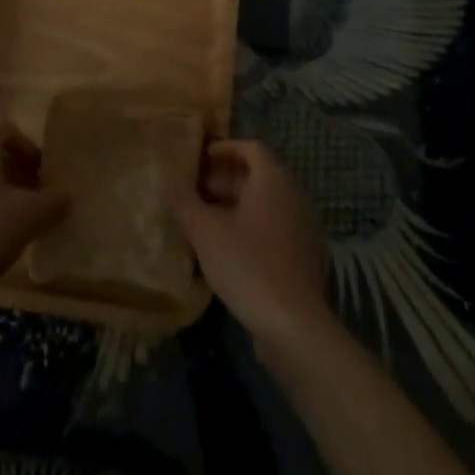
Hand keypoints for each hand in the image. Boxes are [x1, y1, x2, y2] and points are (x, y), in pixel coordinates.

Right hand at [175, 139, 331, 351]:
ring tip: (204, 223)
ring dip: (235, 207)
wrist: (294, 326)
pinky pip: (274, 229)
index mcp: (274, 181)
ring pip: (265, 204)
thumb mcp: (205, 231)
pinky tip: (228, 252)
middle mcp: (294, 197)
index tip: (197, 161)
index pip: (250, 148)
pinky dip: (251, 229)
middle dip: (224, 180)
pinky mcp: (304, 258)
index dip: (223, 149)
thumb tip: (169, 180)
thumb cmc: (248, 265)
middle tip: (194, 193)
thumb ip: (185, 201)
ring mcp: (303, 228)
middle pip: (258, 175)